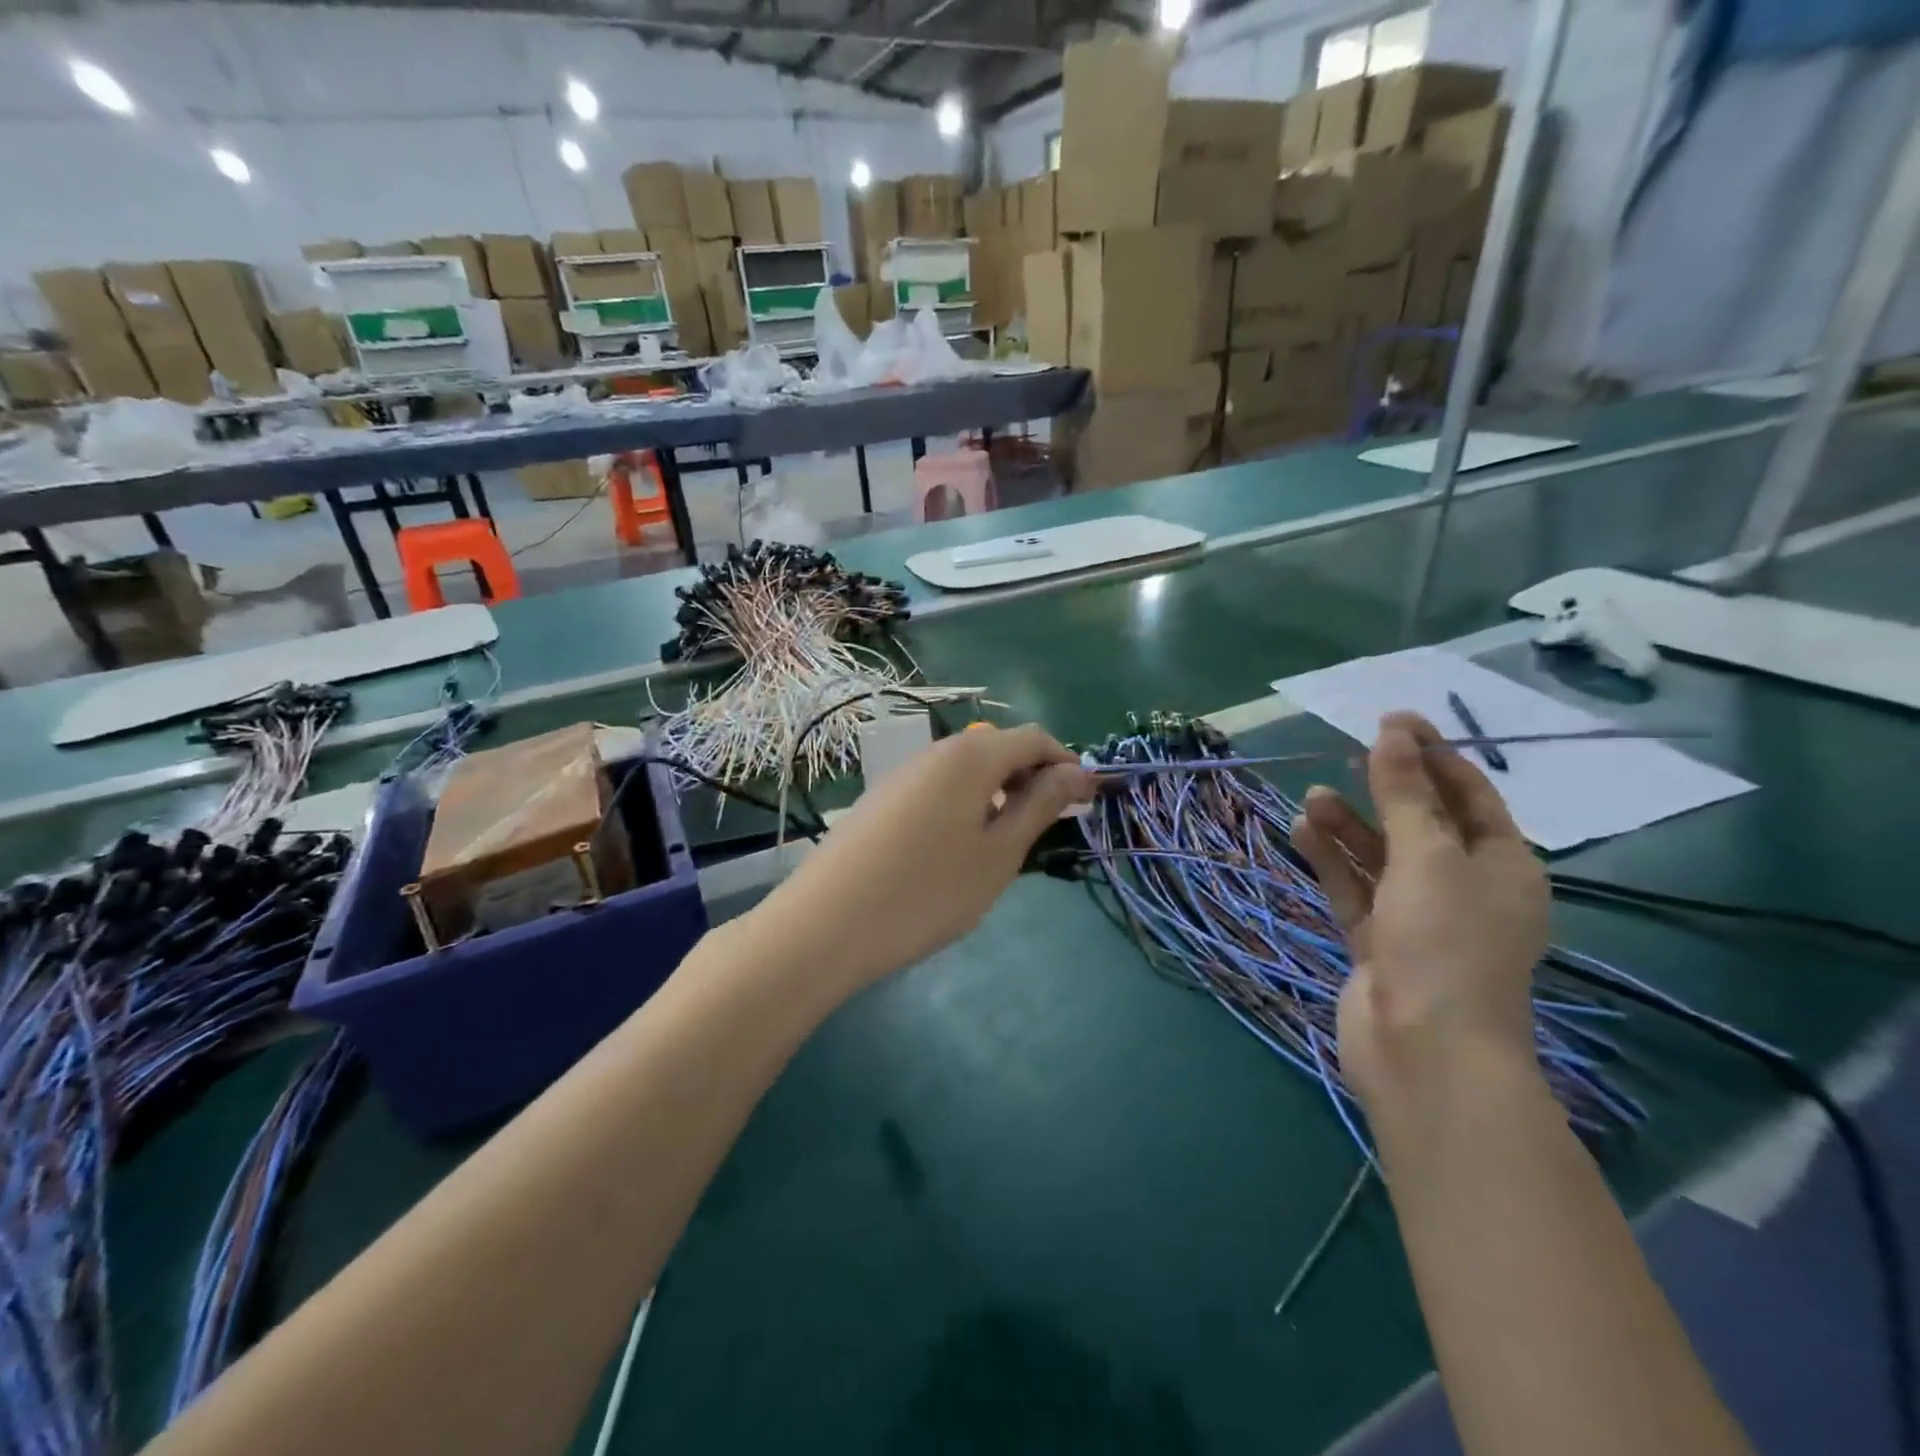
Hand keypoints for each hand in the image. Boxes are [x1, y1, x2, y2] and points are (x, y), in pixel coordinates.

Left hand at [753, 723, 1095, 994]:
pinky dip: (966, 805)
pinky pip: (939, 789)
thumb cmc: (927, 891)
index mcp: (971, 755)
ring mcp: (903, 774)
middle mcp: (936, 752)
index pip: (1034, 738)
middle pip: (998, 748)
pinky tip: (960, 849)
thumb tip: (1075, 773)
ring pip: (967, 770)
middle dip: (1033, 778)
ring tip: (1008, 842)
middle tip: (1051, 825)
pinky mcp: (881, 800)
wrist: (826, 924)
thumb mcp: (998, 854)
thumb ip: (1038, 806)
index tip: (1087, 801)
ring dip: (999, 793)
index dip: (1066, 763)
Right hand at [1287, 712, 1548, 1110]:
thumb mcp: (1428, 857)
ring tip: (1311, 797)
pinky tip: (1301, 830)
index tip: (1391, 721)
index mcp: (1502, 867)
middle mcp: (1463, 889)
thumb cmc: (1445, 943)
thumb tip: (1393, 732)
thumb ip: (1406, 794)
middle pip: (1422, 824)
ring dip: (1349, 825)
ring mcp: (1418, 918)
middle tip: (1349, 754)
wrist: (1424, 1051)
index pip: (1470, 796)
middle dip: (1387, 789)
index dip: (1432, 755)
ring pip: (1380, 857)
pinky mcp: (1378, 943)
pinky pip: (1353, 888)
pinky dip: (1331, 860)